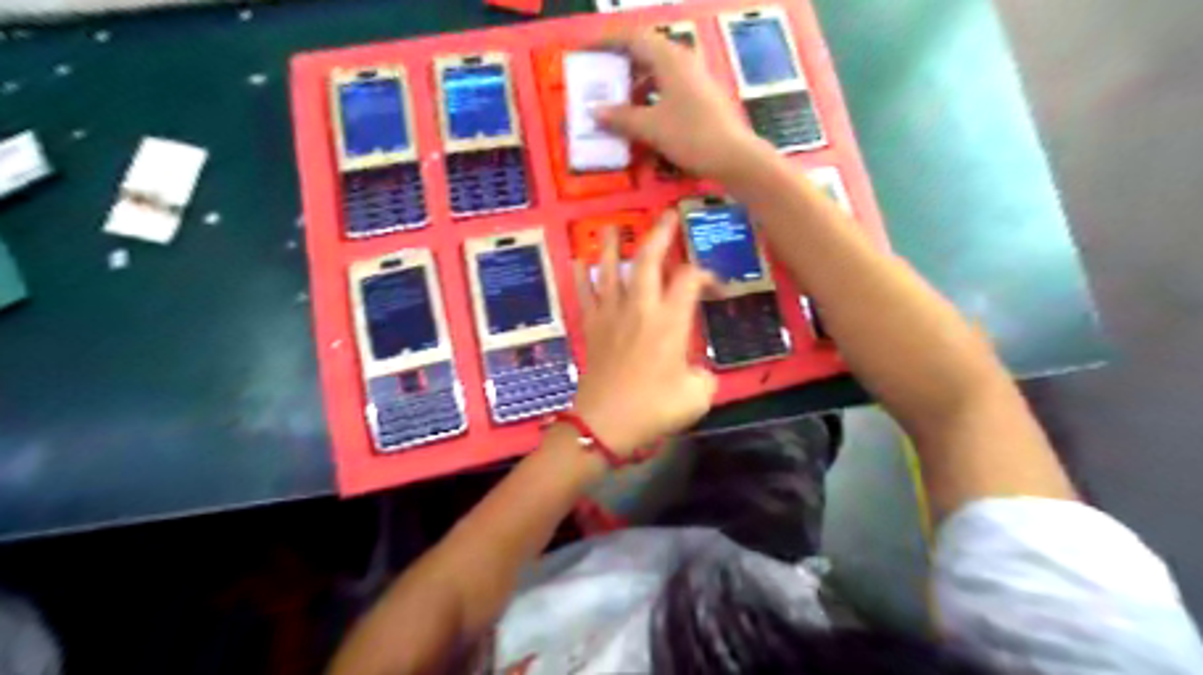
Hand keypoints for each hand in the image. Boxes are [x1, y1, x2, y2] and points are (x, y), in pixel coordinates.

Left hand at [569, 210, 717, 459]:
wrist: (604, 424)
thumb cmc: (653, 409)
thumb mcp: (697, 396)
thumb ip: (703, 376)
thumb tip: (695, 370)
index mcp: (670, 322)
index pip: (690, 280)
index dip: (707, 274)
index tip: (716, 284)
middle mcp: (640, 309)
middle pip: (648, 260)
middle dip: (660, 234)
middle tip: (667, 216)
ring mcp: (611, 315)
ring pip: (611, 269)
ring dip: (614, 245)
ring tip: (615, 227)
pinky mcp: (592, 327)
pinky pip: (585, 293)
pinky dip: (582, 274)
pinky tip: (580, 260)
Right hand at [596, 31, 763, 180]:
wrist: (734, 157)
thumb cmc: (690, 135)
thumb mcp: (651, 127)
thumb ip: (620, 117)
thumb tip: (594, 111)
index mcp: (669, 58)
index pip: (632, 38)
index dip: (607, 43)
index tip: (587, 52)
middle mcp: (683, 61)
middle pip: (646, 53)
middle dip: (620, 66)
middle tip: (599, 82)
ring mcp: (695, 78)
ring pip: (658, 72)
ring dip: (635, 85)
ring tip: (617, 106)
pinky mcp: (702, 97)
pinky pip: (669, 88)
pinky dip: (651, 97)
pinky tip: (643, 118)